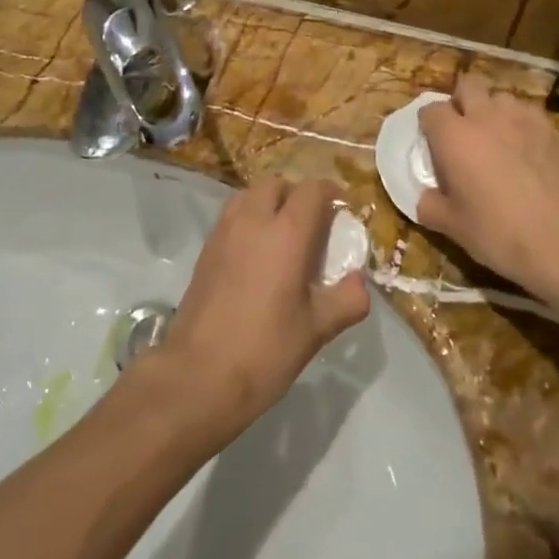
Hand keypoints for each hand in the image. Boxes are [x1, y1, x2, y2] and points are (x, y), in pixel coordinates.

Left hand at [155, 177, 370, 439]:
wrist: (199, 375)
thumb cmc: (265, 350)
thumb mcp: (317, 329)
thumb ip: (347, 299)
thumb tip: (359, 281)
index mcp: (286, 233)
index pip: (311, 191)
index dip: (330, 193)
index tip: (343, 209)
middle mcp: (252, 221)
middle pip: (277, 184)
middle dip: (298, 194)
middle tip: (314, 223)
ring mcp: (224, 233)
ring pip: (249, 195)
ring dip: (270, 202)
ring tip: (284, 234)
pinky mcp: (205, 250)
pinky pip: (232, 216)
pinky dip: (248, 218)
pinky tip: (257, 254)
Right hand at [416, 77, 558, 310]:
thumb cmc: (497, 232)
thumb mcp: (451, 226)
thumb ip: (429, 204)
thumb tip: (425, 197)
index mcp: (454, 136)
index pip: (431, 110)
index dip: (428, 125)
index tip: (431, 144)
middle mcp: (486, 117)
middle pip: (468, 87)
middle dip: (461, 103)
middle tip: (463, 133)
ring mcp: (523, 119)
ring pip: (501, 98)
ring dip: (493, 111)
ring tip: (497, 138)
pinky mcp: (553, 130)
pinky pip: (530, 115)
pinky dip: (522, 125)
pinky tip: (526, 150)